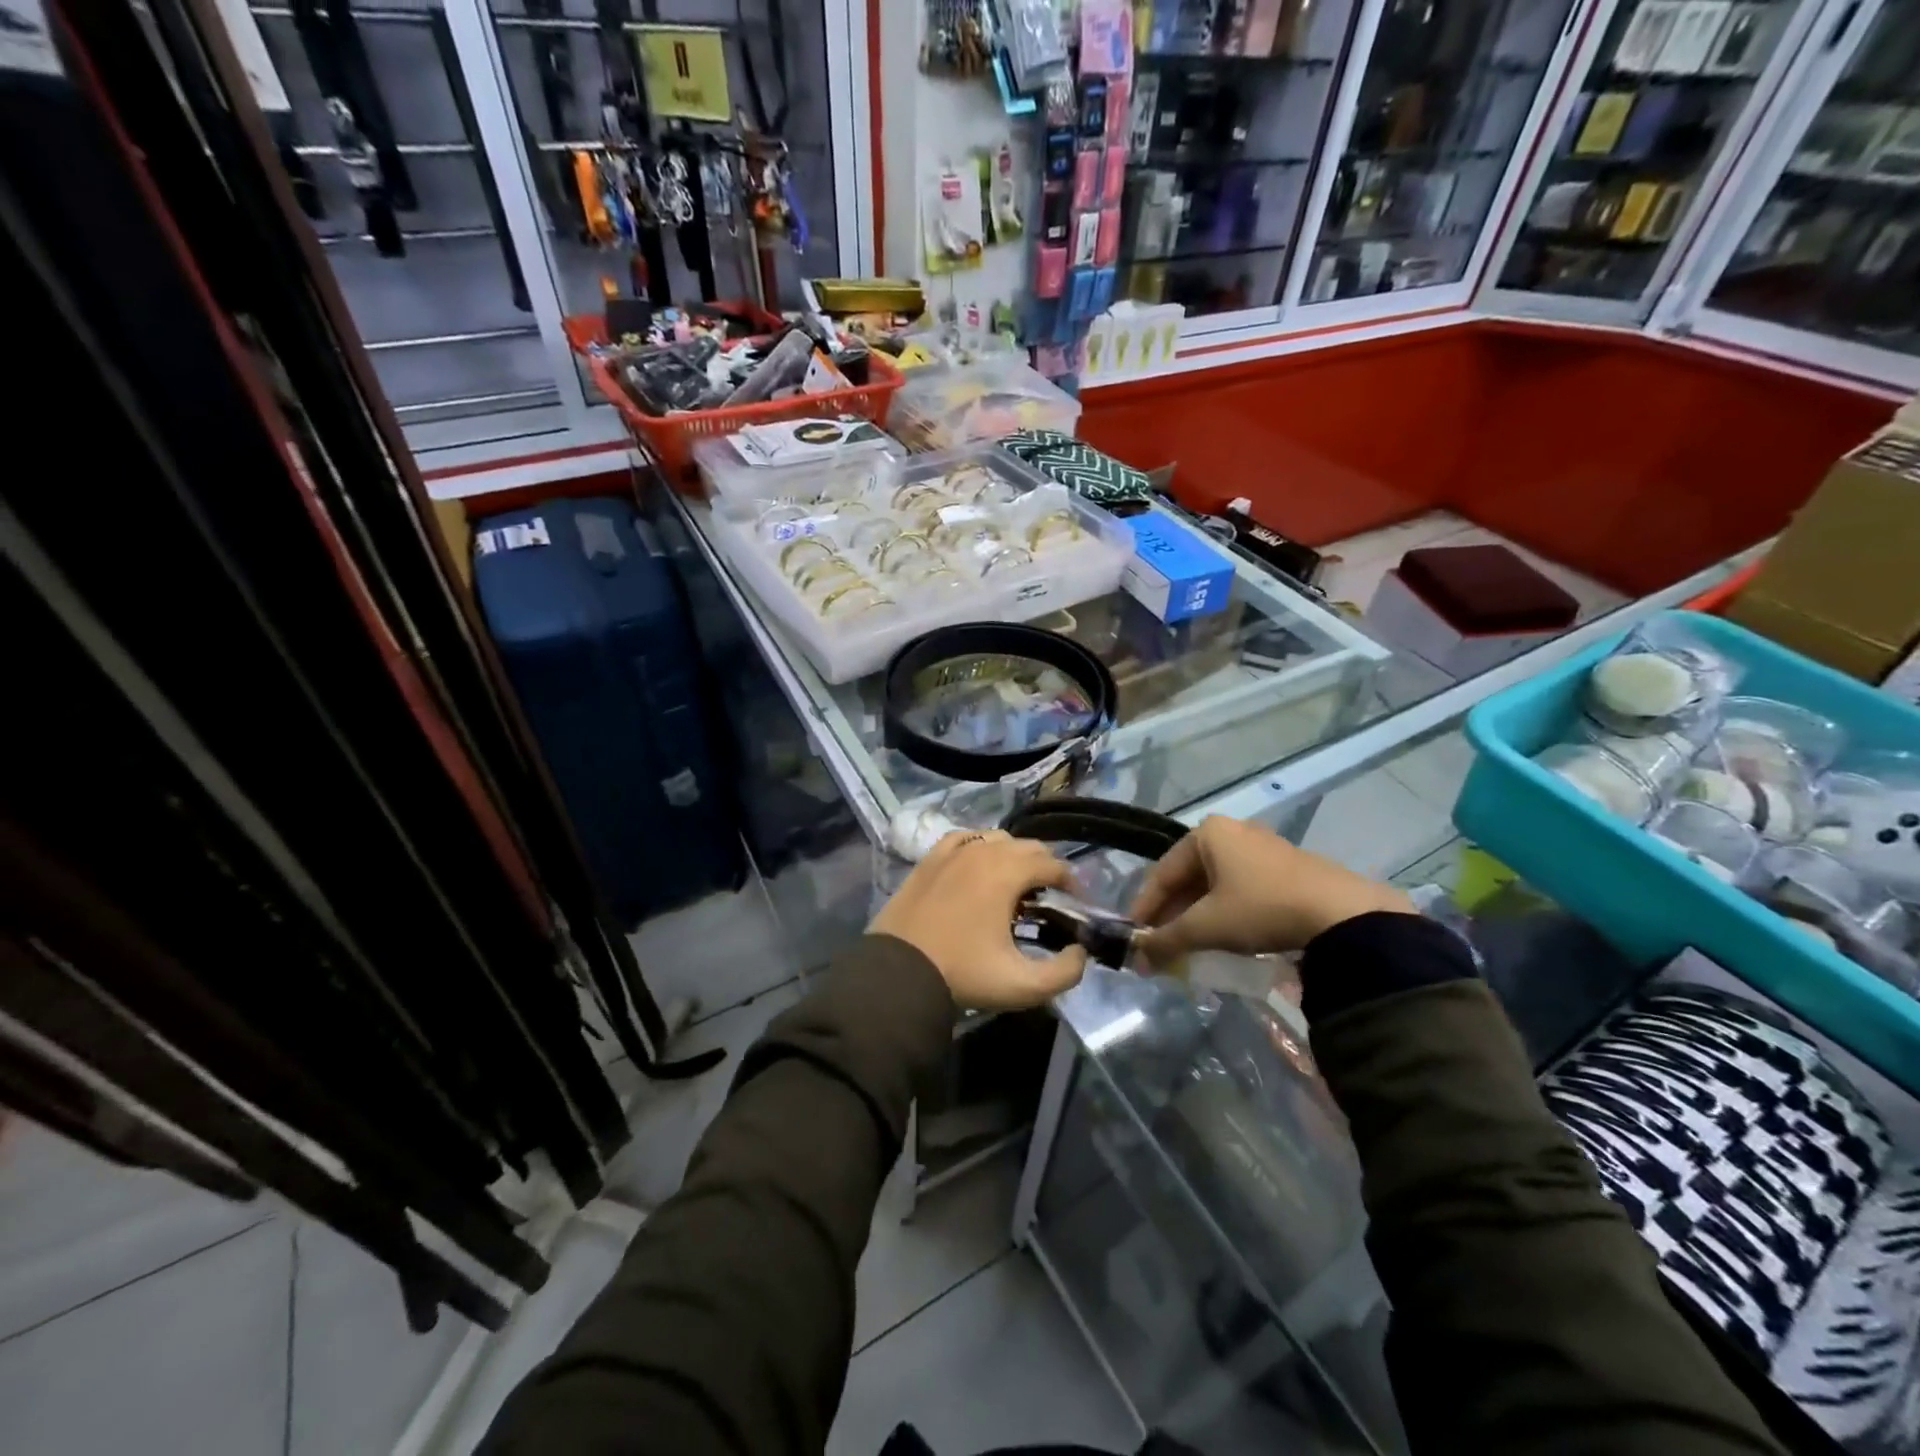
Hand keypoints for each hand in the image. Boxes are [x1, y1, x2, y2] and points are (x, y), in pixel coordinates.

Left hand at [872, 830, 1089, 1011]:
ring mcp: (951, 851)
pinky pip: (963, 840)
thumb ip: (1065, 972)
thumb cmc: (962, 974)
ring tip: (1015, 886)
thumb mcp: (1022, 985)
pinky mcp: (929, 859)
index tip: (1075, 904)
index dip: (1071, 882)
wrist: (898, 973)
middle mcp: (982, 851)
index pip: (1052, 864)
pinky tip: (978, 867)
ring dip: (1013, 856)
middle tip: (1048, 898)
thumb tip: (1079, 952)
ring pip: (996, 839)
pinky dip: (979, 848)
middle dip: (1045, 867)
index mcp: (1006, 872)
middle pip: (1027, 846)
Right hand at [1130, 815, 1414, 961]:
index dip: (1145, 907)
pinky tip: (1225, 937)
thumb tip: (1137, 958)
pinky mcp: (1286, 868)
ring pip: (1215, 884)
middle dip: (1172, 914)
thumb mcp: (1207, 926)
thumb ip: (1166, 940)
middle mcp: (1232, 832)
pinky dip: (1225, 912)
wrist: (1342, 914)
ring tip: (1189, 945)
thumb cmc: (1261, 908)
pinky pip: (1240, 888)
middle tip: (1160, 945)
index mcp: (1207, 834)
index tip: (1134, 936)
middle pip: (1188, 877)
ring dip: (1197, 915)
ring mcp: (1262, 848)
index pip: (1162, 873)